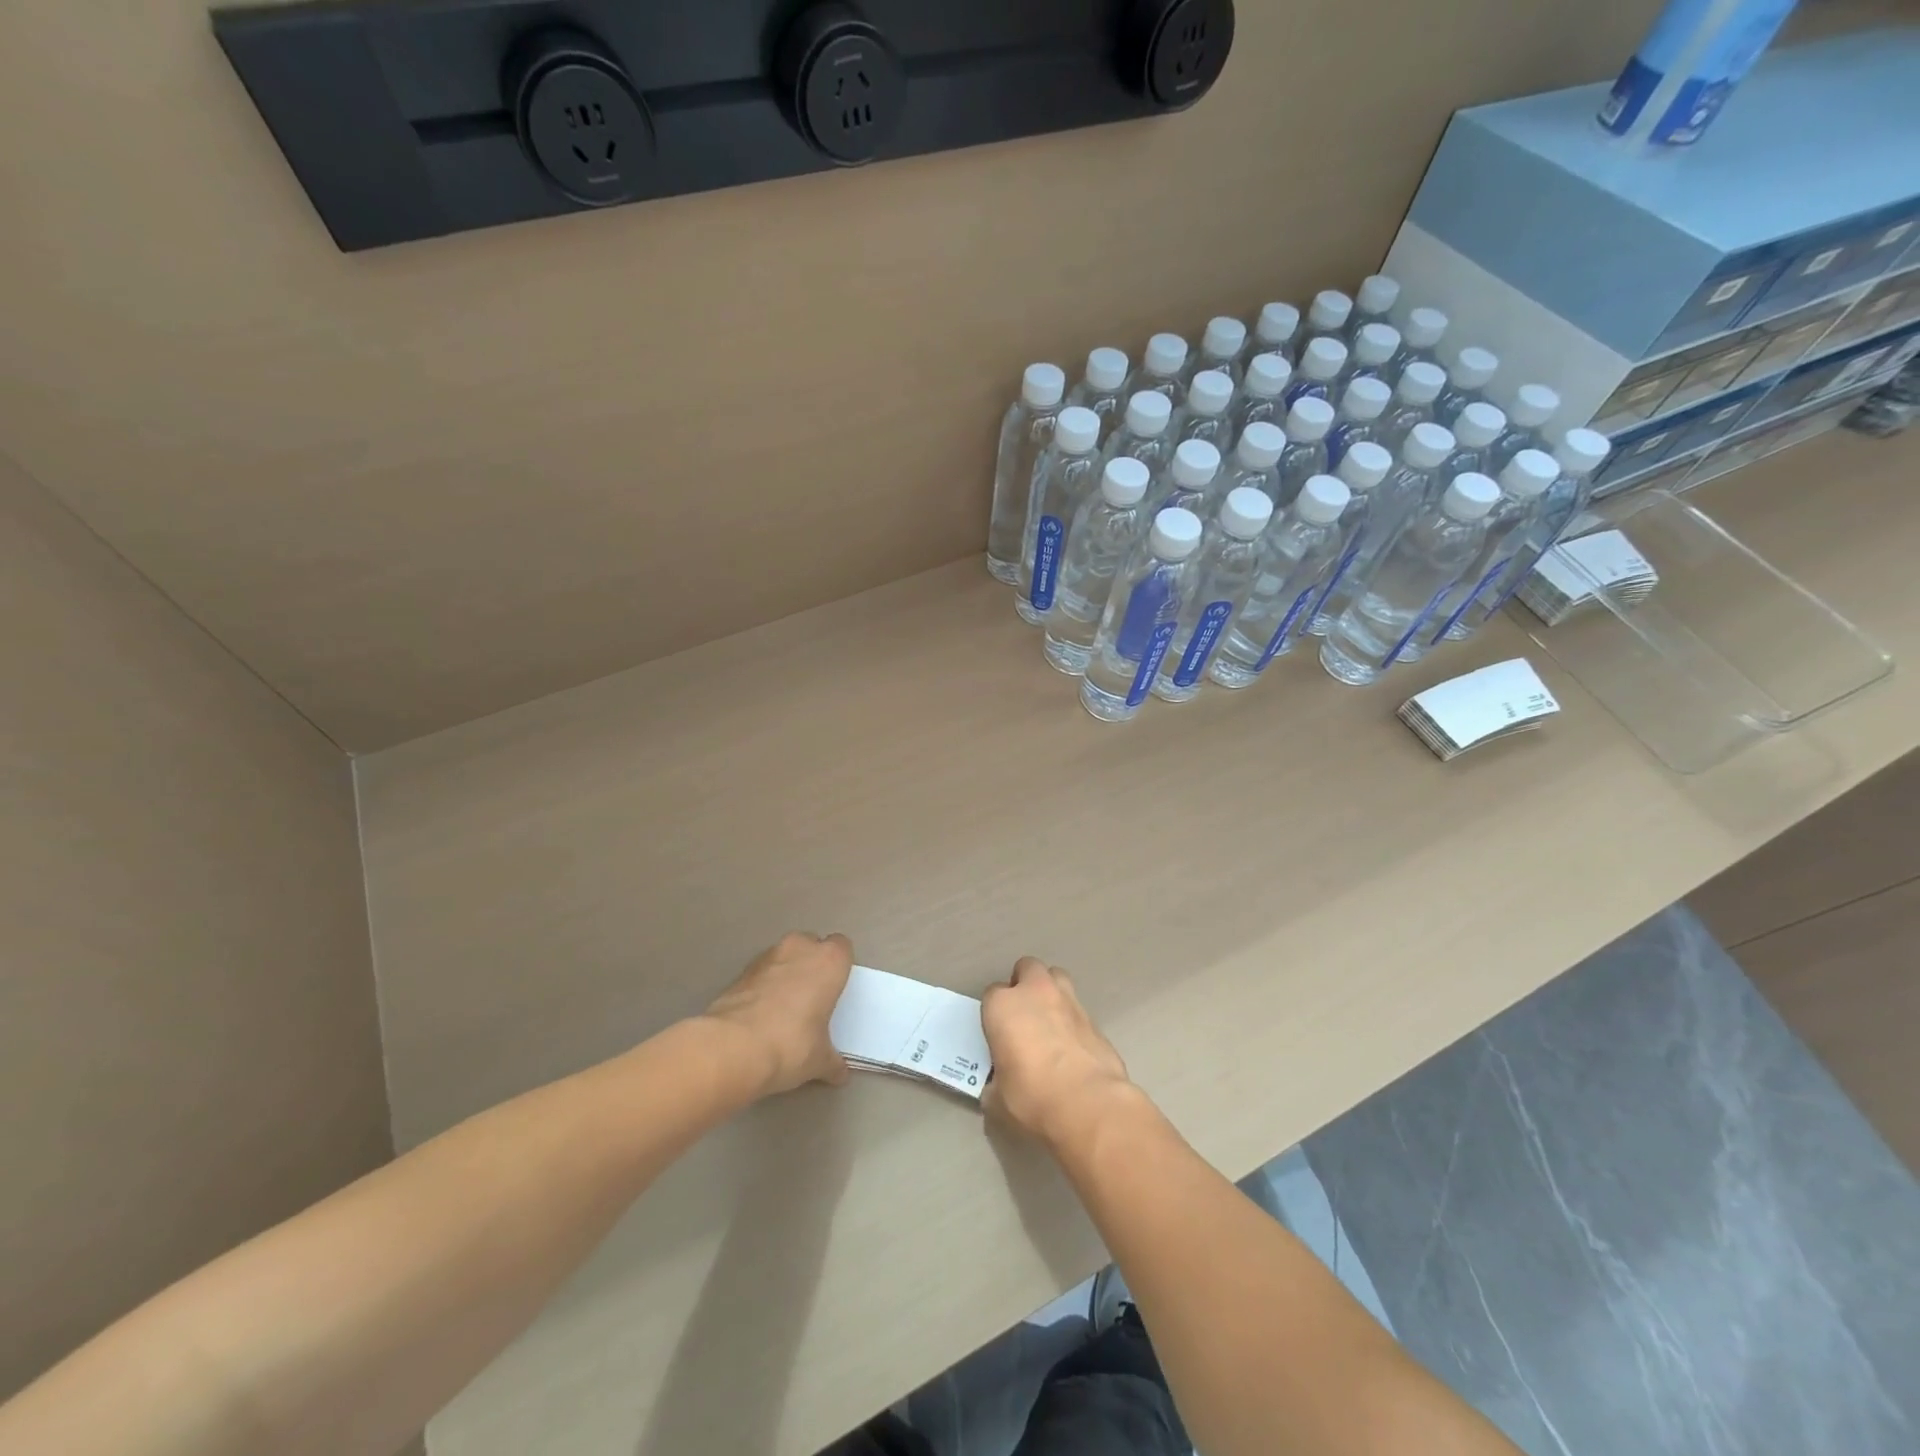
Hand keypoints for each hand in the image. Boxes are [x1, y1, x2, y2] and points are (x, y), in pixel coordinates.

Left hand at [704, 932, 853, 1096]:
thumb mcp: (820, 1060)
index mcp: (828, 961)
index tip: (836, 988)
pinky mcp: (739, 972)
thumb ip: (832, 1061)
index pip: (842, 947)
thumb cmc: (791, 1044)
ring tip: (783, 1007)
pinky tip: (760, 1014)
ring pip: (783, 956)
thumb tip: (839, 1073)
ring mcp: (766, 957)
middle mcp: (799, 949)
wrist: (733, 1048)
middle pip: (811, 945)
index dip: (839, 966)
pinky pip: (760, 973)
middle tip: (811, 996)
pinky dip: (762, 986)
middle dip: (811, 964)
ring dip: (785, 973)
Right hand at [981, 957, 1132, 1153]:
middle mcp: (1035, 993)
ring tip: (1049, 1023)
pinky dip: (1072, 1021)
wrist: (1089, 1105)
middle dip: (1024, 984)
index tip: (997, 1035)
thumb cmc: (1032, 1098)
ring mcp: (1070, 1001)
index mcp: (1003, 1006)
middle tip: (1023, 1015)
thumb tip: (997, 1088)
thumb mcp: (997, 1100)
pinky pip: (1078, 1010)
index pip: (991, 994)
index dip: (994, 1013)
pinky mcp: (1096, 1020)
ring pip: (1057, 979)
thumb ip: (993, 1085)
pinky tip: (1072, 1048)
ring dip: (1051, 993)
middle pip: (1027, 968)